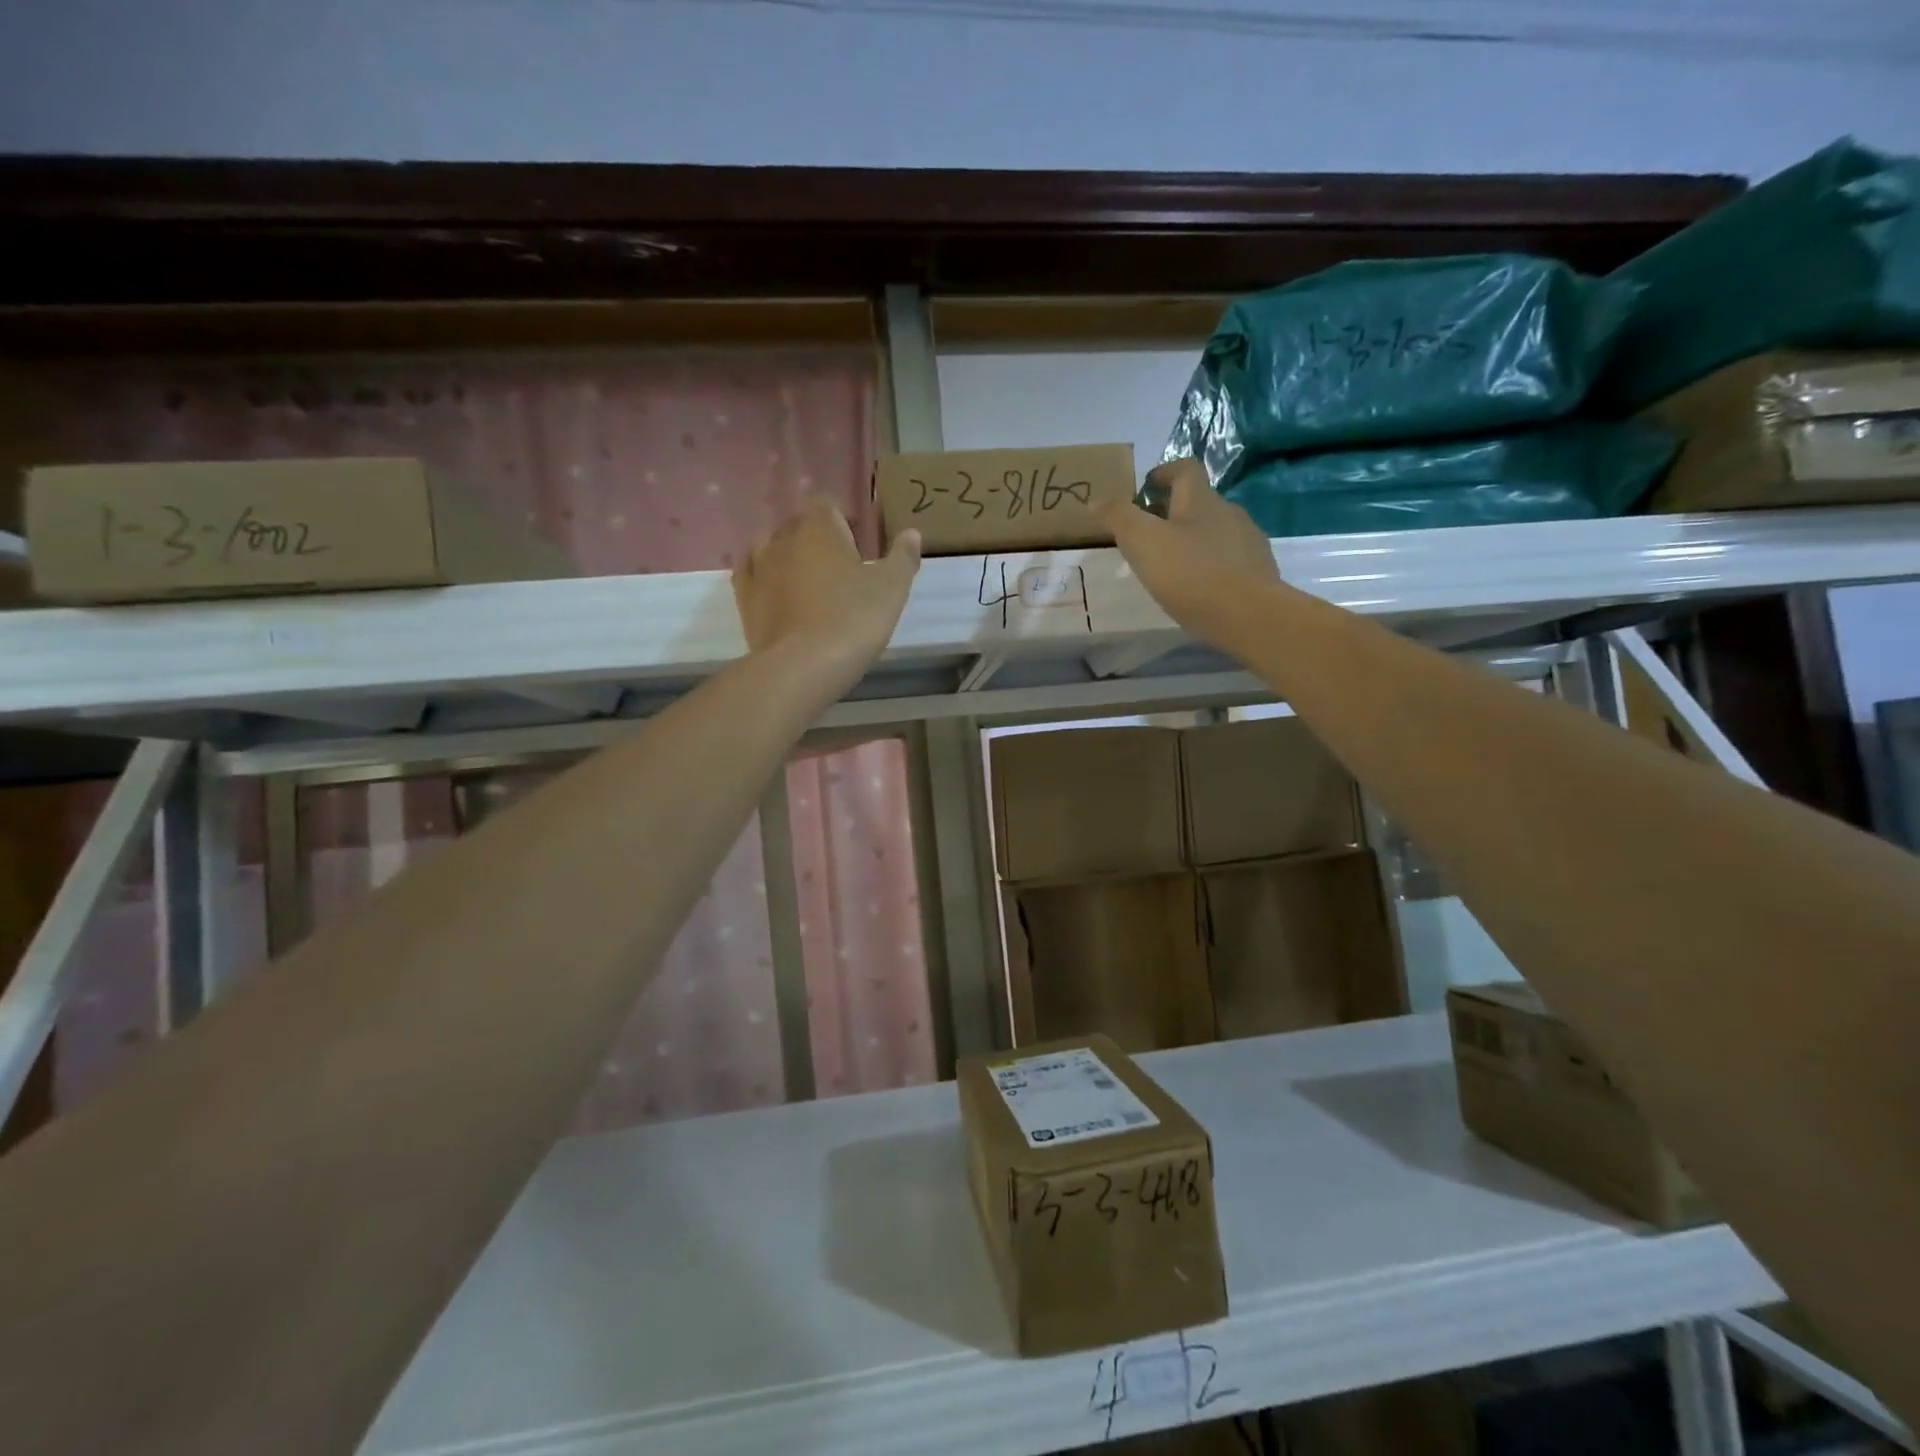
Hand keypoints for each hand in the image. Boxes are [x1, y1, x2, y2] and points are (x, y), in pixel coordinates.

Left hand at [733, 498, 921, 686]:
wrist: (801, 667)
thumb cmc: (853, 620)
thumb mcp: (891, 589)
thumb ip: (903, 557)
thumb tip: (911, 533)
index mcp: (818, 527)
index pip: (827, 505)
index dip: (843, 521)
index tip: (859, 545)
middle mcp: (782, 538)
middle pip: (800, 527)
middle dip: (818, 541)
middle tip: (841, 571)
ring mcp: (757, 567)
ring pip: (773, 550)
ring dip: (790, 560)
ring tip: (810, 586)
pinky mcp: (743, 598)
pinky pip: (753, 577)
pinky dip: (767, 581)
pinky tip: (779, 595)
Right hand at [1097, 459, 1279, 649]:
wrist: (1250, 617)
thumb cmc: (1191, 574)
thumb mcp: (1143, 542)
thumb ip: (1118, 517)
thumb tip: (1096, 499)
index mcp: (1201, 500)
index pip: (1184, 469)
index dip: (1164, 473)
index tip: (1145, 488)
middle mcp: (1229, 513)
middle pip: (1199, 502)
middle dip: (1173, 512)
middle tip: (1148, 535)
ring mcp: (1248, 543)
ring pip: (1215, 532)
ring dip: (1193, 540)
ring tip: (1171, 565)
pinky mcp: (1259, 572)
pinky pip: (1229, 559)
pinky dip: (1211, 565)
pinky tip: (1198, 588)